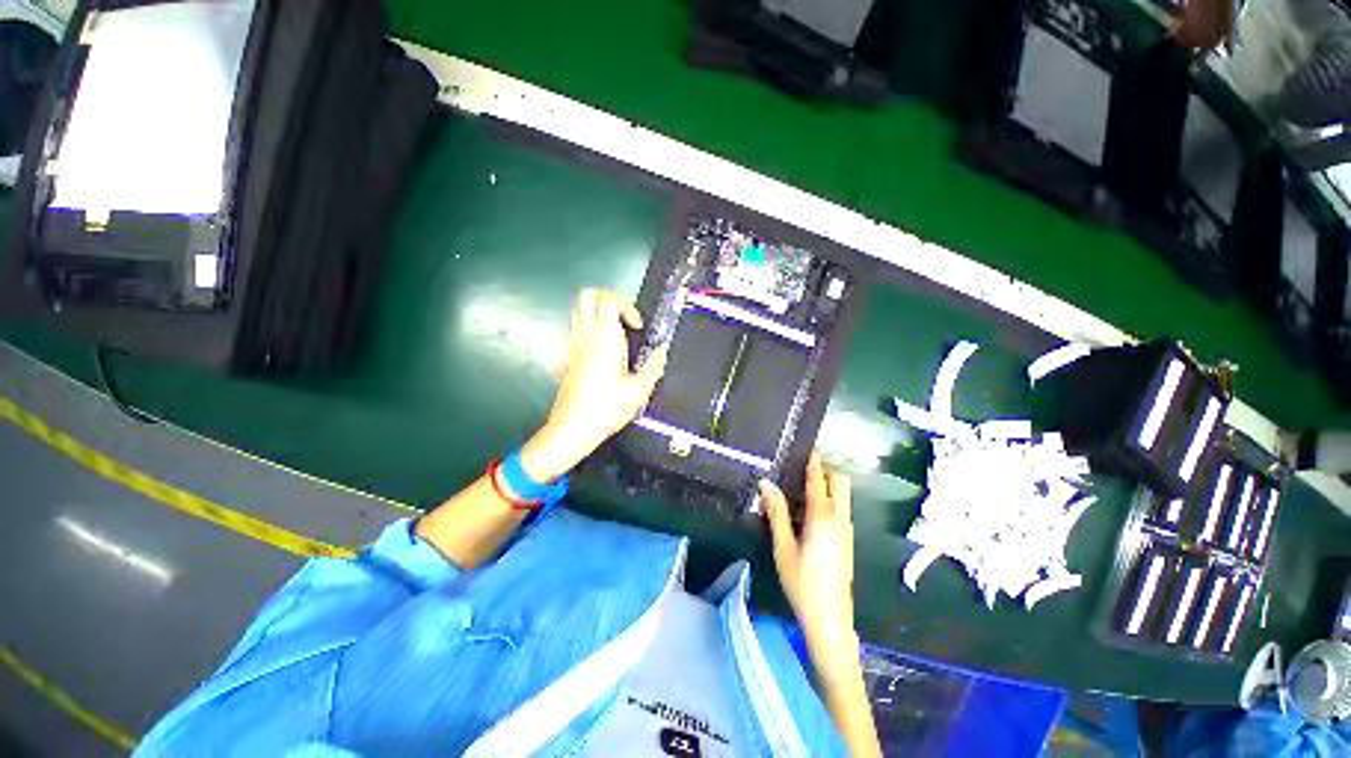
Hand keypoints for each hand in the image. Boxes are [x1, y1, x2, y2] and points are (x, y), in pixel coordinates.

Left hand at [521, 289, 667, 481]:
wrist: (571, 430)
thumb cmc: (603, 411)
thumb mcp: (638, 391)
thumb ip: (653, 368)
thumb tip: (661, 354)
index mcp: (604, 341)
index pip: (608, 300)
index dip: (626, 305)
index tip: (636, 325)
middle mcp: (584, 338)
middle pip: (588, 296)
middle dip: (609, 299)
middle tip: (625, 319)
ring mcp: (572, 346)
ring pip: (579, 311)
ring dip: (598, 314)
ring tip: (616, 334)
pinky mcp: (566, 357)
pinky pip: (575, 330)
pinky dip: (589, 330)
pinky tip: (602, 351)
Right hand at [760, 451, 858, 676]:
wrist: (830, 620)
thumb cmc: (803, 583)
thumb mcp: (783, 547)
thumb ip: (776, 512)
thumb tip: (766, 482)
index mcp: (823, 518)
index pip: (819, 480)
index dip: (813, 461)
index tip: (808, 445)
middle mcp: (840, 519)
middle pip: (841, 482)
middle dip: (825, 470)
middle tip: (801, 469)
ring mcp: (846, 531)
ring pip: (843, 495)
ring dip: (827, 485)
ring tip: (800, 486)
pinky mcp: (847, 541)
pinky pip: (841, 509)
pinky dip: (828, 499)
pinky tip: (808, 512)